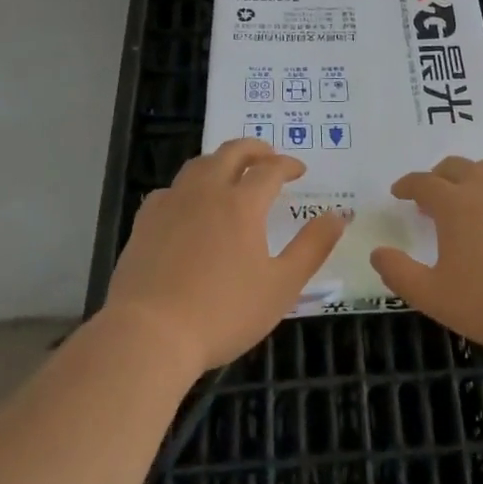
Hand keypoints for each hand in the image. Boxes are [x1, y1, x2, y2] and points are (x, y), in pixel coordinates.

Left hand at [104, 138, 347, 371]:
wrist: (149, 334)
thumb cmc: (223, 313)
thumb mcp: (281, 286)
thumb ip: (312, 247)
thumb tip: (338, 215)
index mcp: (242, 204)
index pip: (270, 169)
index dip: (287, 165)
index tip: (299, 170)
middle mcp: (206, 192)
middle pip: (231, 153)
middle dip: (254, 149)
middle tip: (268, 156)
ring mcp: (172, 204)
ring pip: (198, 165)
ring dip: (221, 160)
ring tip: (231, 172)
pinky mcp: (145, 222)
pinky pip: (170, 190)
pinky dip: (188, 187)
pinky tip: (188, 204)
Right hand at [372, 157, 482, 354]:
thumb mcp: (434, 296)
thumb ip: (400, 273)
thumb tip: (377, 253)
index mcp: (456, 204)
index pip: (424, 182)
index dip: (408, 185)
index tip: (399, 192)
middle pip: (457, 167)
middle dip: (439, 176)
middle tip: (432, 194)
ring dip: (472, 179)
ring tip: (469, 200)